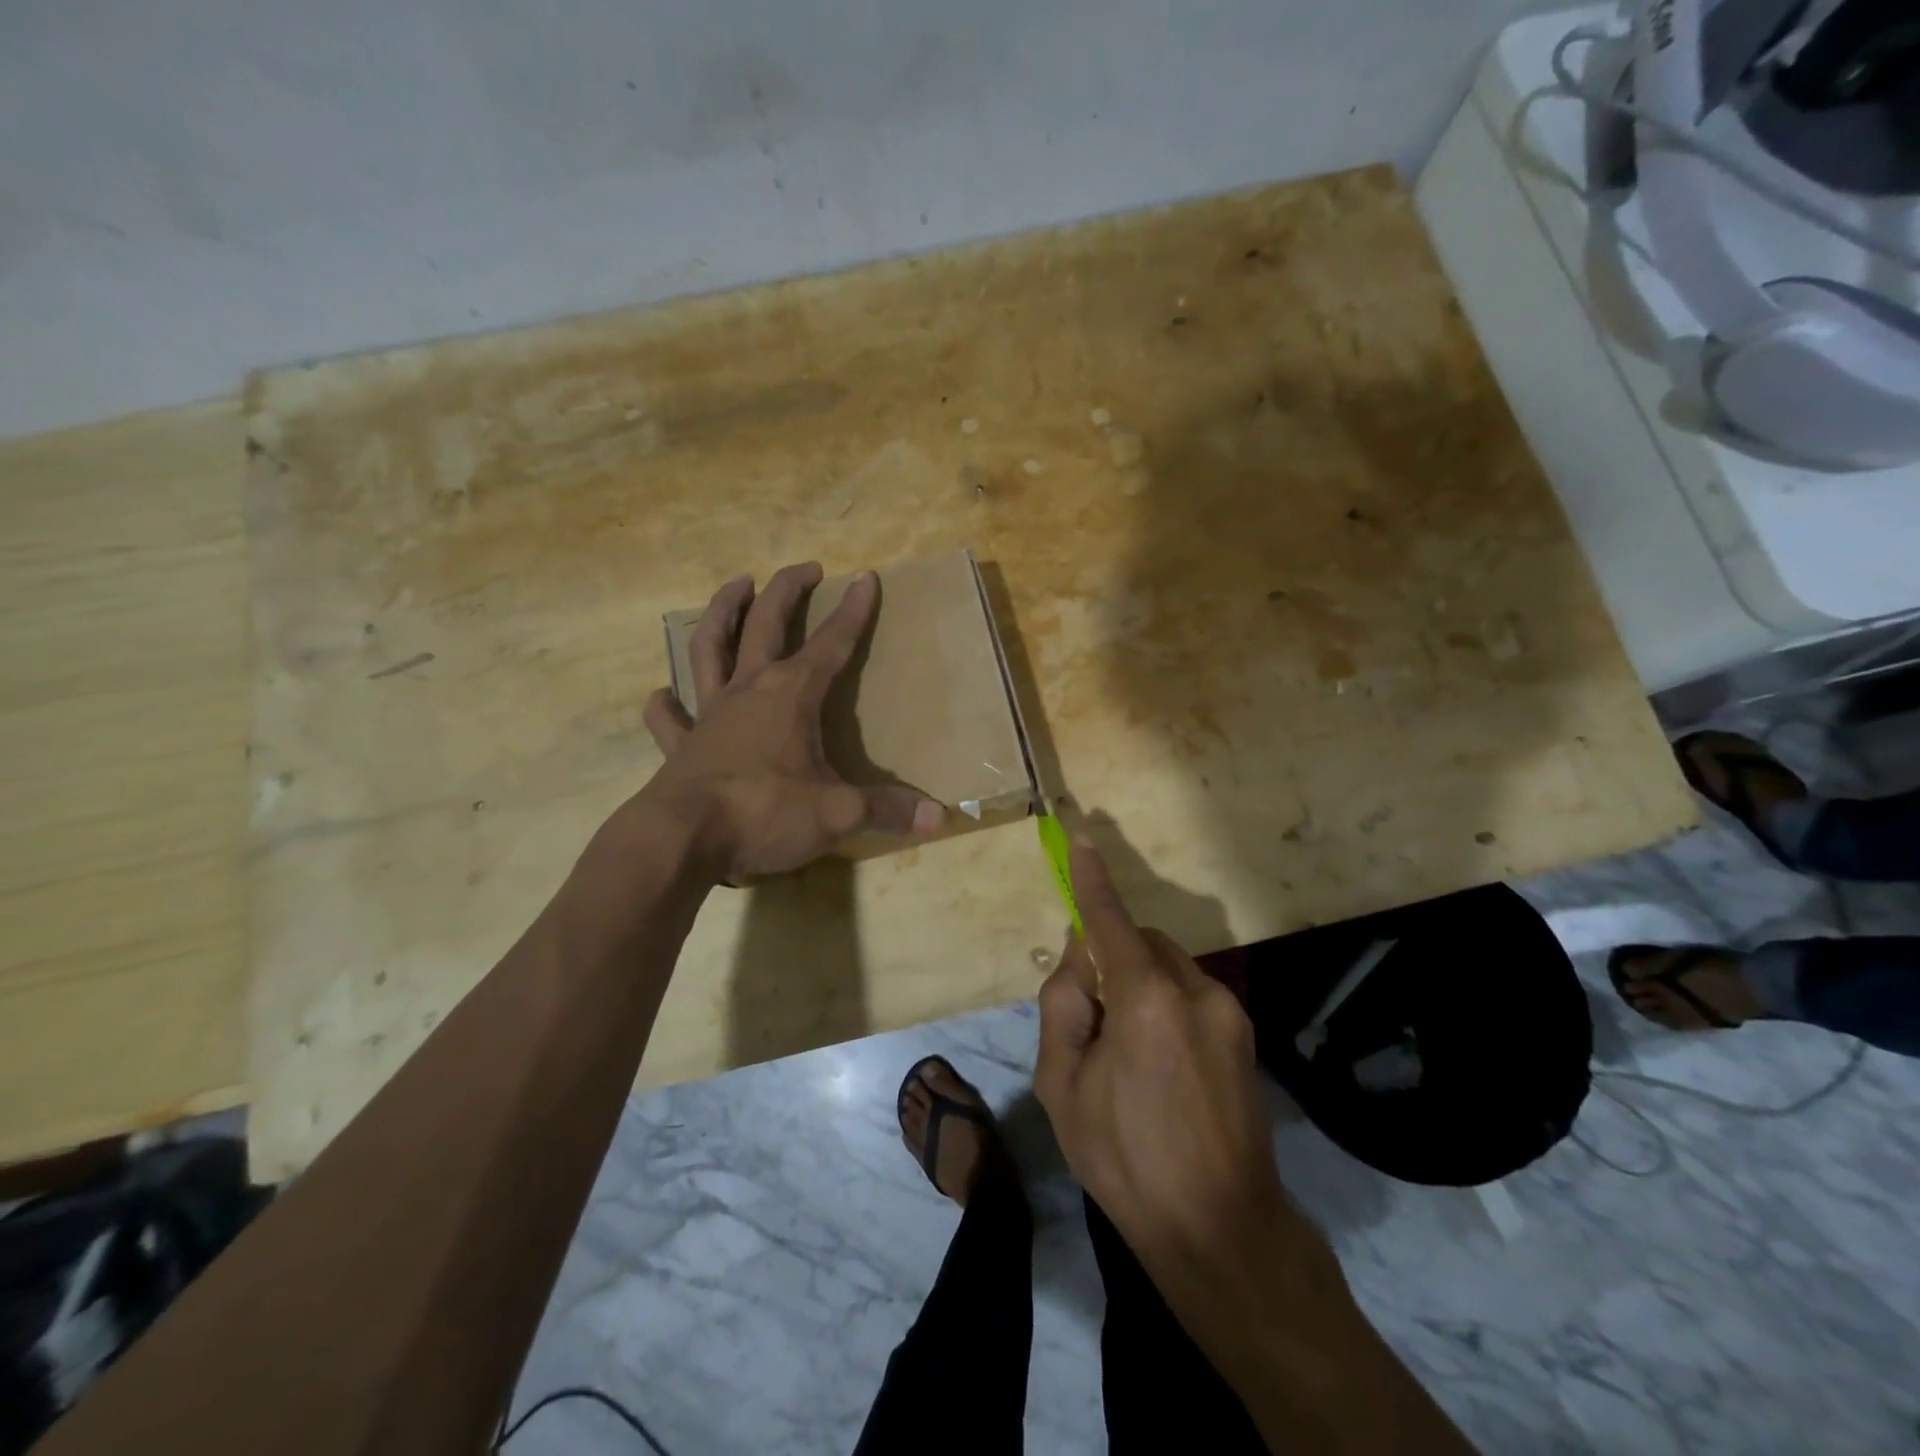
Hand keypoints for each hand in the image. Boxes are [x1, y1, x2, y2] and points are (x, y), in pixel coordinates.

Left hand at [631, 562, 943, 881]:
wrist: (683, 839)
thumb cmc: (765, 813)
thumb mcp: (837, 813)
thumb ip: (886, 809)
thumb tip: (937, 817)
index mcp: (791, 695)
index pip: (831, 642)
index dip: (853, 611)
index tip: (866, 578)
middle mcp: (749, 690)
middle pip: (766, 623)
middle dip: (788, 590)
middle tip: (806, 567)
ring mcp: (709, 713)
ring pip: (710, 647)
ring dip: (722, 612)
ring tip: (736, 585)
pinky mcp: (680, 744)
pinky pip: (670, 717)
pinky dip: (667, 704)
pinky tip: (663, 694)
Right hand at [1035, 842, 1472, 1451]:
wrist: (1222, 1231)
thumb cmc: (1125, 1159)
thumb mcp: (1062, 1086)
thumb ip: (1064, 1005)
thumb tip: (1080, 959)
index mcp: (1145, 999)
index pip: (1109, 920)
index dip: (1092, 879)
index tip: (1082, 838)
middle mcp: (1195, 991)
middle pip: (1141, 944)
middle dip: (1113, 962)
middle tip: (1091, 1022)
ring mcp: (1228, 1013)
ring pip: (1168, 970)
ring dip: (1140, 989)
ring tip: (1129, 1059)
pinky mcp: (1245, 1036)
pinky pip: (1191, 998)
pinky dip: (1165, 1010)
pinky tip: (1161, 1071)